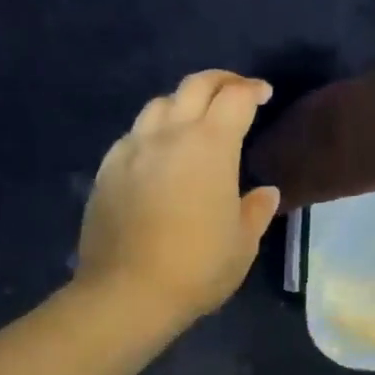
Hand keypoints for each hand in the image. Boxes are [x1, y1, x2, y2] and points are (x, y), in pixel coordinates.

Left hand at [76, 70, 282, 323]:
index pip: (236, 97)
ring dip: (183, 102)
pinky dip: (153, 131)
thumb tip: (266, 192)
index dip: (252, 89)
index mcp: (211, 145)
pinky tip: (158, 152)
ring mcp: (134, 147)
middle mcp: (171, 134)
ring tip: (194, 120)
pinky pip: (134, 133)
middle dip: (221, 81)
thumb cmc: (196, 267)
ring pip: (160, 103)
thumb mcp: (242, 244)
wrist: (124, 293)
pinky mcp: (108, 167)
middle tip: (235, 92)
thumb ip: (256, 210)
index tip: (264, 94)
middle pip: (196, 85)